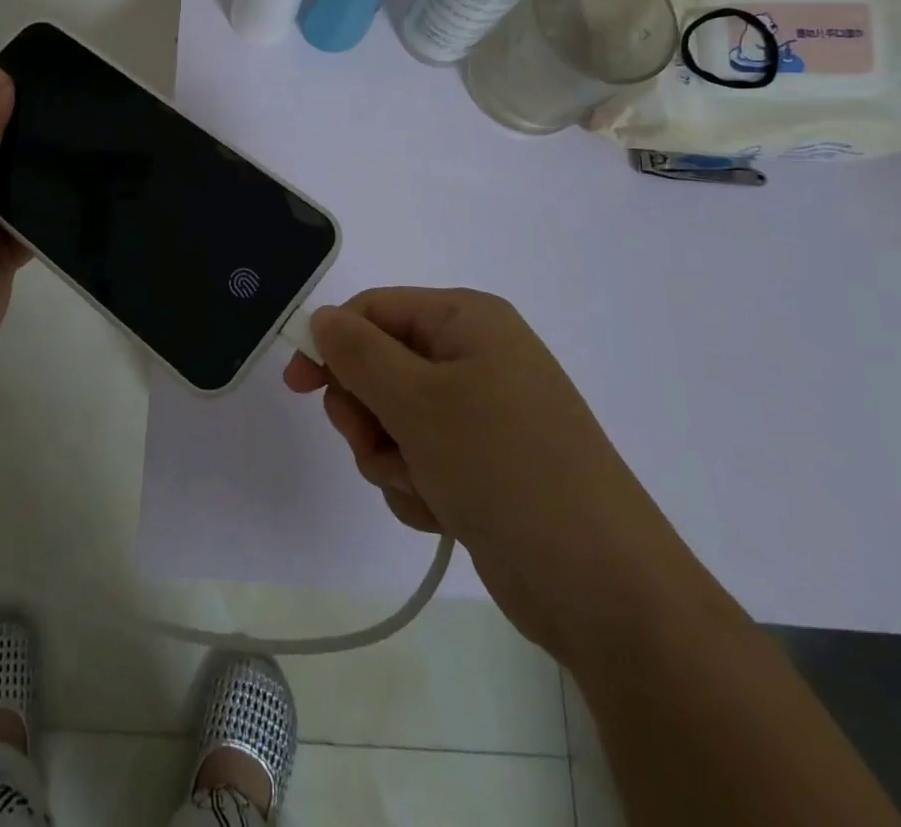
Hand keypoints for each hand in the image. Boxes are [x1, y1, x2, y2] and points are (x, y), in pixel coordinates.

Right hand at [285, 287, 699, 658]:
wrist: (602, 589)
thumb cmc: (505, 467)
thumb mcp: (419, 401)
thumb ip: (357, 353)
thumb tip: (320, 318)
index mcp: (466, 321)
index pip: (373, 310)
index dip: (331, 343)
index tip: (298, 387)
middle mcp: (473, 358)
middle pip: (377, 366)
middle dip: (367, 412)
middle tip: (375, 442)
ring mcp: (478, 415)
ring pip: (390, 419)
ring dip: (389, 455)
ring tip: (422, 485)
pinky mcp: (479, 465)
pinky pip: (415, 459)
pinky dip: (415, 485)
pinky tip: (443, 512)